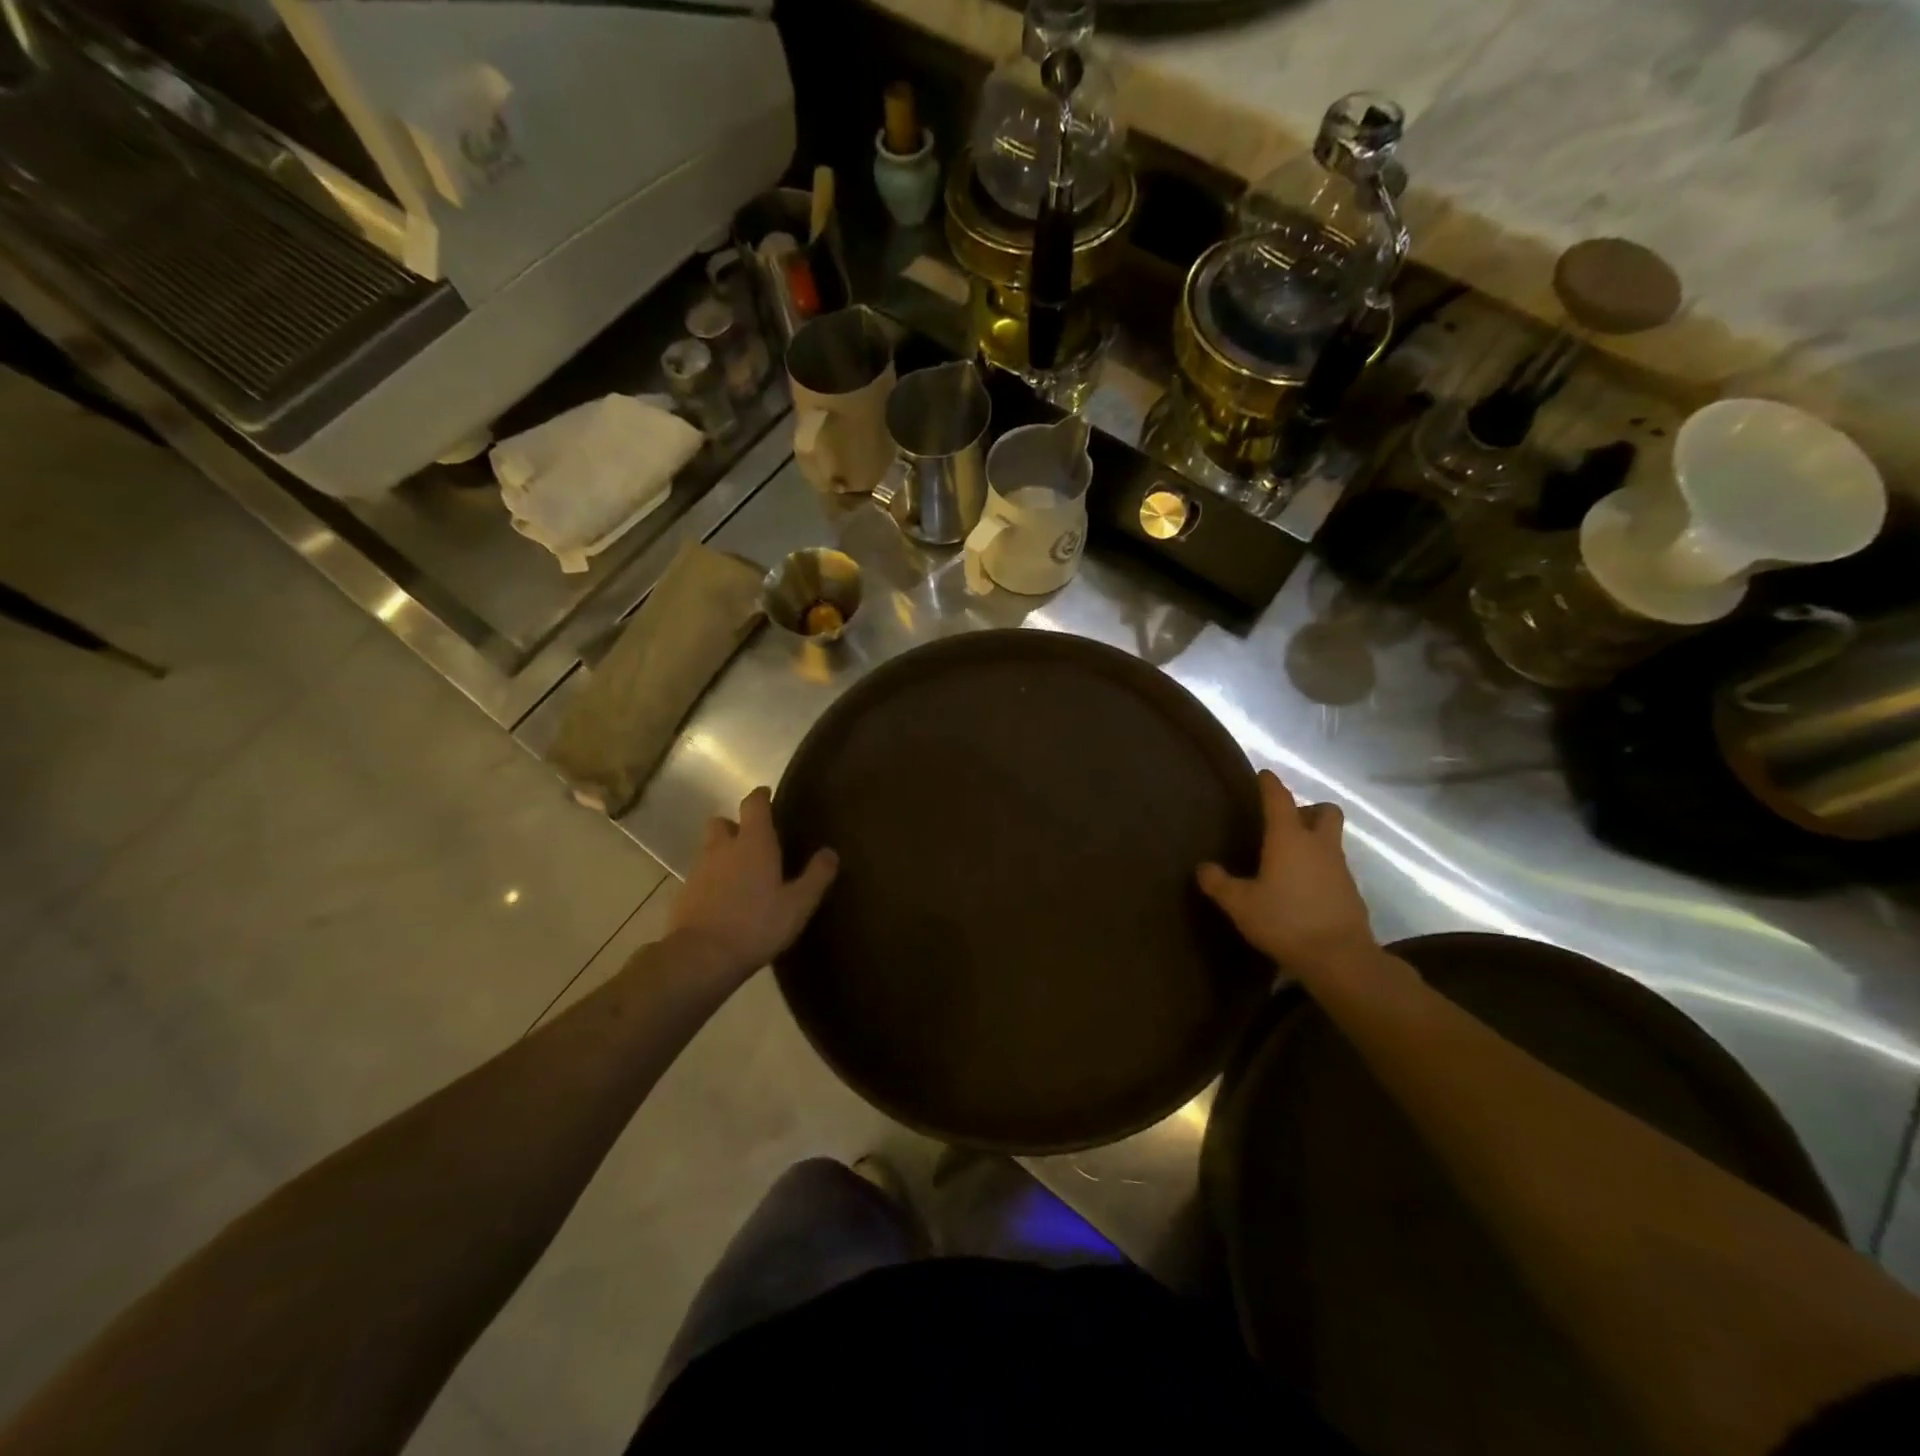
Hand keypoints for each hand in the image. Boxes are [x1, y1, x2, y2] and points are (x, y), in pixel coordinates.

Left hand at [669, 787, 837, 983]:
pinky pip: (701, 877)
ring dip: (724, 855)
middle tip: (753, 841)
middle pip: (722, 823)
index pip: (754, 804)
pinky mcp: (684, 894)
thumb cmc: (757, 924)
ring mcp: (699, 870)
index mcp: (753, 843)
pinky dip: (713, 881)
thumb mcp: (798, 904)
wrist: (701, 958)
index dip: (761, 796)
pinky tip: (726, 902)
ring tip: (743, 876)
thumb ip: (816, 876)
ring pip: (710, 850)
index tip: (767, 795)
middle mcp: (723, 848)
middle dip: (735, 826)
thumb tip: (830, 852)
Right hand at [1198, 769, 1376, 975]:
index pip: (1279, 799)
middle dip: (1308, 809)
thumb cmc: (1285, 921)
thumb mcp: (1240, 904)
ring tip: (1288, 860)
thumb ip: (1219, 883)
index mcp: (1289, 838)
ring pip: (1331, 840)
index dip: (1270, 784)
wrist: (1340, 958)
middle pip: (1324, 811)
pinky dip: (1320, 869)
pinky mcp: (1351, 892)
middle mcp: (1318, 845)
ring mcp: (1340, 868)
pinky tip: (1302, 889)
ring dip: (1314, 841)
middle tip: (1287, 822)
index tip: (1264, 774)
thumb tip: (1203, 867)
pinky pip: (1334, 868)